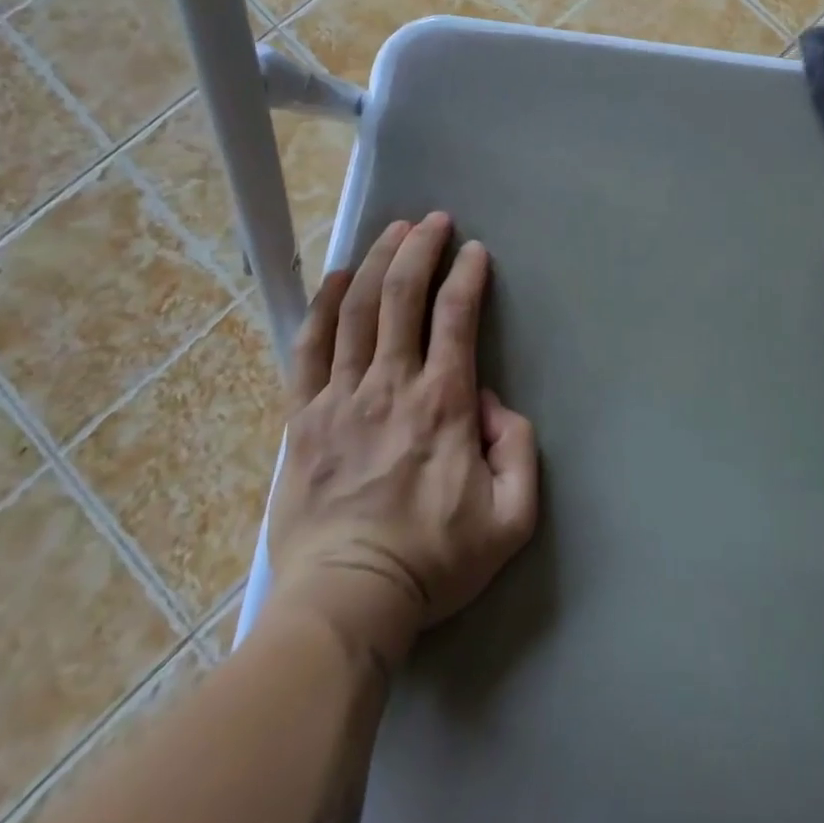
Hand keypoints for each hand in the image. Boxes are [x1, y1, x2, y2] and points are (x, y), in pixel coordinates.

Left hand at [263, 213, 538, 664]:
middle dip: (420, 248)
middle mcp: (391, 384)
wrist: (347, 602)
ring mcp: (341, 396)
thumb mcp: (511, 520)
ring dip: (376, 261)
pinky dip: (323, 304)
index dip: (467, 274)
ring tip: (393, 230)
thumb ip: (519, 451)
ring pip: (357, 309)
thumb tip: (493, 403)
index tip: (475, 251)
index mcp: (442, 403)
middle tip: (434, 221)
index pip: (456, 316)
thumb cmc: (434, 561)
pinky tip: (335, 277)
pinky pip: (310, 346)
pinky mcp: (304, 416)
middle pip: (402, 295)